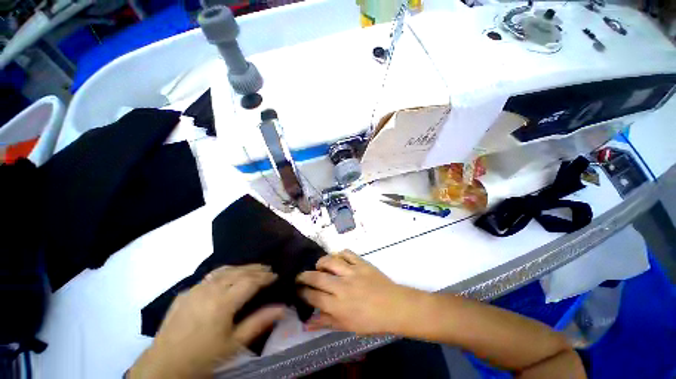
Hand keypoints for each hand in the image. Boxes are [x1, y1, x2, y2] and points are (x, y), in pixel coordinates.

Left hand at [129, 265, 285, 378]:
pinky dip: (223, 273)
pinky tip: (226, 277)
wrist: (163, 366)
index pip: (250, 281)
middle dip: (256, 269)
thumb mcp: (234, 344)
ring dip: (241, 267)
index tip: (276, 275)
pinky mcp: (185, 293)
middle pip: (238, 272)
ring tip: (252, 269)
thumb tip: (282, 308)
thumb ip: (259, 322)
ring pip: (223, 270)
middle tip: (268, 268)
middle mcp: (210, 290)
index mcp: (223, 302)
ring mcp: (195, 289)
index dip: (265, 277)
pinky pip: (208, 277)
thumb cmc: (203, 357)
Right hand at [297, 250, 425, 335]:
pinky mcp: (361, 263)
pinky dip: (339, 254)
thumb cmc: (370, 321)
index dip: (302, 293)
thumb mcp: (347, 327)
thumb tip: (306, 324)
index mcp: (338, 306)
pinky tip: (337, 258)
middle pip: (317, 278)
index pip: (313, 297)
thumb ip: (325, 323)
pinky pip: (347, 253)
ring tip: (318, 266)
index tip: (297, 290)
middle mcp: (342, 287)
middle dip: (304, 276)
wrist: (394, 307)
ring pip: (330, 261)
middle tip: (300, 276)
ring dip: (320, 262)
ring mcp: (352, 272)